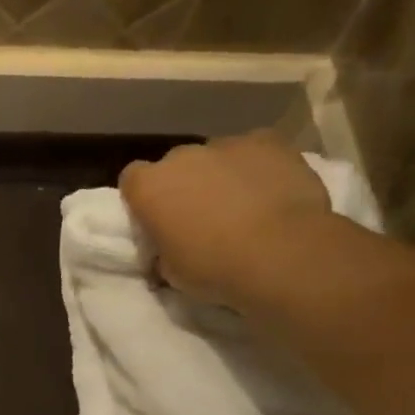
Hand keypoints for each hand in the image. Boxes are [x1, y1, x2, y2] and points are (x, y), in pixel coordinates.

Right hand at [119, 131, 330, 305]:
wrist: (282, 253)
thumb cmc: (216, 269)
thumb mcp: (173, 274)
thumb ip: (163, 254)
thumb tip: (165, 254)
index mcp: (149, 187)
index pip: (132, 180)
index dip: (144, 198)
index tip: (158, 220)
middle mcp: (182, 156)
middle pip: (176, 166)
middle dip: (185, 185)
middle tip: (203, 218)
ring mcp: (226, 144)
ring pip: (216, 156)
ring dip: (222, 176)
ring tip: (244, 207)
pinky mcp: (267, 141)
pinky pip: (255, 150)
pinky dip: (259, 167)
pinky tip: (273, 191)